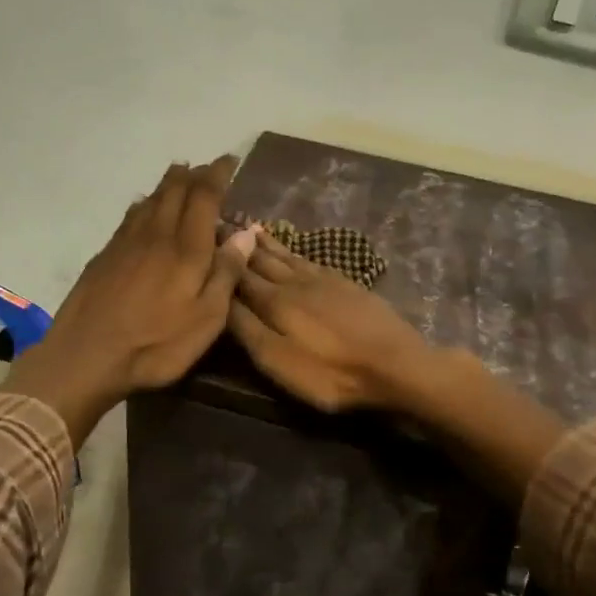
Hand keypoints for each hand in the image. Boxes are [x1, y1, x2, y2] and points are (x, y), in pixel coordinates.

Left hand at [2, 157, 255, 445]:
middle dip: (193, 175)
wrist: (86, 356)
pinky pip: (130, 217)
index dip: (218, 174)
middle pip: (174, 191)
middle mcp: (156, 235)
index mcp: (186, 248)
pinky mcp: (105, 256)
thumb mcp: (206, 319)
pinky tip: (144, 208)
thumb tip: (246, 232)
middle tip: (207, 167)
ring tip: (180, 176)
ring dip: (168, 184)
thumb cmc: (156, 345)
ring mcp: (125, 244)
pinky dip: (144, 204)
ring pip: (150, 200)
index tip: (230, 161)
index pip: (204, 196)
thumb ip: (226, 273)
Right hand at [227, 231, 441, 412]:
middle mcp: (294, 282)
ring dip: (266, 243)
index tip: (202, 237)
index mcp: (274, 301)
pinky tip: (293, 250)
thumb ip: (247, 329)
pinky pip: (311, 260)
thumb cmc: (330, 371)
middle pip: (261, 259)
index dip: (220, 258)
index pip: (238, 274)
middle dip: (239, 244)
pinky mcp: (346, 284)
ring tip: (250, 227)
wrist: (394, 363)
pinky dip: (295, 251)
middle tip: (220, 223)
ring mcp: (324, 280)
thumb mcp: (278, 361)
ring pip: (287, 256)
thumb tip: (220, 299)